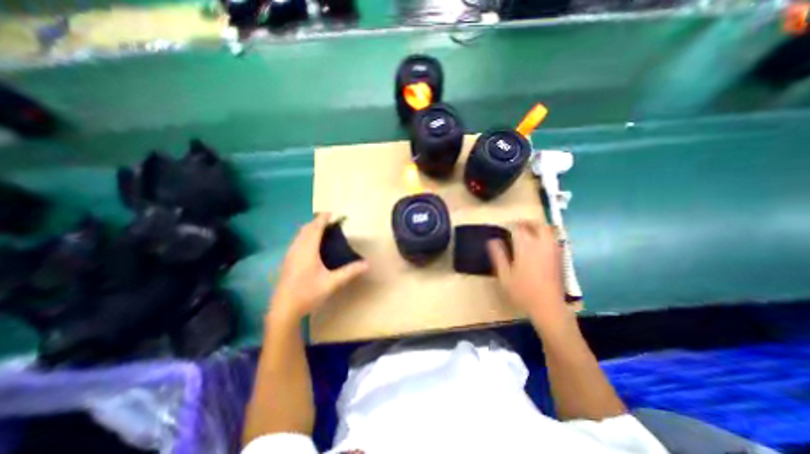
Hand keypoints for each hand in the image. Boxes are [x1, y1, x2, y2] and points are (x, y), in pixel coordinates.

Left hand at [271, 214, 368, 321]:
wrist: (284, 308)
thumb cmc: (308, 293)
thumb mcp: (332, 283)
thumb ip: (350, 272)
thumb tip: (367, 264)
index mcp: (308, 251)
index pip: (315, 229)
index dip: (322, 219)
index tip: (331, 212)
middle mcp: (297, 249)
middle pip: (305, 229)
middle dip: (316, 221)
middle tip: (329, 221)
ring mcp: (290, 255)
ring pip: (299, 235)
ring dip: (310, 228)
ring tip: (321, 229)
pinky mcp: (287, 261)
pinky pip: (296, 241)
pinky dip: (305, 236)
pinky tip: (310, 245)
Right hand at [482, 219, 572, 331]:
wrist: (548, 307)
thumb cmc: (522, 291)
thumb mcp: (504, 274)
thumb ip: (498, 255)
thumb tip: (492, 240)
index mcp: (526, 247)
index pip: (518, 228)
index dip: (510, 224)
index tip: (503, 225)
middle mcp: (542, 245)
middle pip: (538, 225)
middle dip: (527, 222)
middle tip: (517, 225)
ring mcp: (553, 251)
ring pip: (548, 231)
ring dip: (537, 227)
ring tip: (527, 232)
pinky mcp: (559, 257)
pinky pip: (552, 239)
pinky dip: (544, 235)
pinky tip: (537, 244)